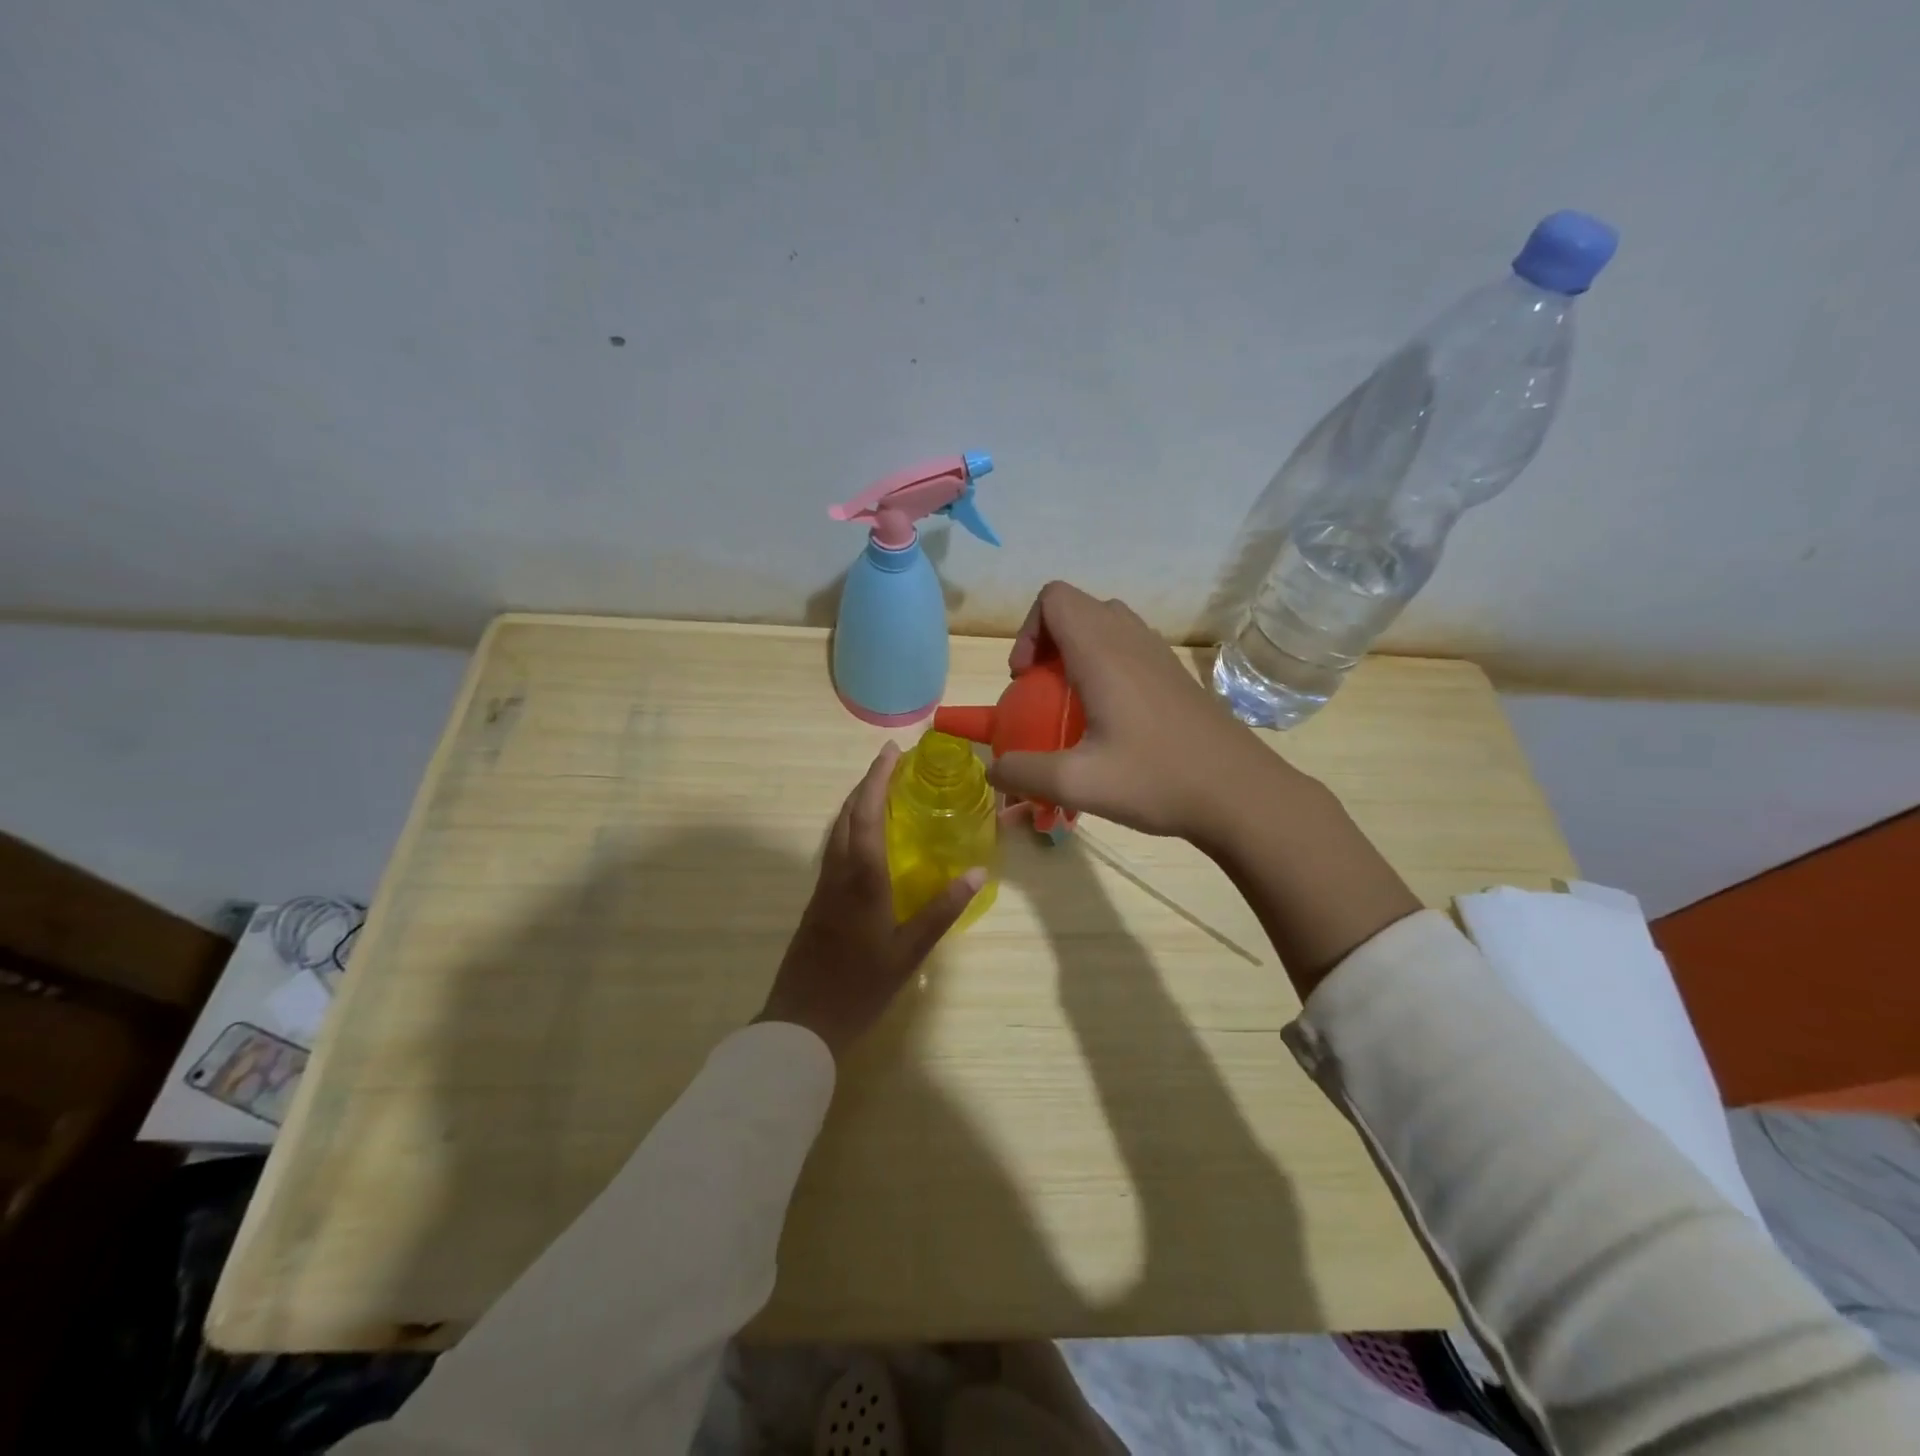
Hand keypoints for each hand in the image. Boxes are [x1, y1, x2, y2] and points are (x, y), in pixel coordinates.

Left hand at [757, 744, 986, 1059]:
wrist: (802, 1021)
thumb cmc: (860, 986)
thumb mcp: (910, 951)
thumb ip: (942, 910)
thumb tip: (977, 871)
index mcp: (861, 878)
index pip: (868, 814)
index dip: (878, 779)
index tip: (892, 752)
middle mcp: (838, 873)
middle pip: (847, 815)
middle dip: (867, 784)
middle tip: (892, 764)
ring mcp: (823, 887)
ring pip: (837, 831)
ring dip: (857, 804)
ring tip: (882, 792)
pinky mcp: (817, 901)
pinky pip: (834, 850)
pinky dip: (851, 829)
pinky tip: (867, 841)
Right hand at [995, 582, 1418, 997]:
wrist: (1241, 794)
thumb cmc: (1157, 781)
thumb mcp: (1078, 784)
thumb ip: (1025, 774)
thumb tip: (995, 771)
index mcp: (1103, 652)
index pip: (1054, 597)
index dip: (1028, 631)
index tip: (1025, 680)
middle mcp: (1131, 640)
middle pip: (1077, 607)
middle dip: (1047, 641)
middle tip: (1042, 691)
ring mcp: (1159, 655)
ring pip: (1106, 624)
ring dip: (1077, 652)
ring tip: (1072, 703)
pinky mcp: (1176, 676)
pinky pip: (1129, 647)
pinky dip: (1105, 665)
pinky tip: (1110, 719)